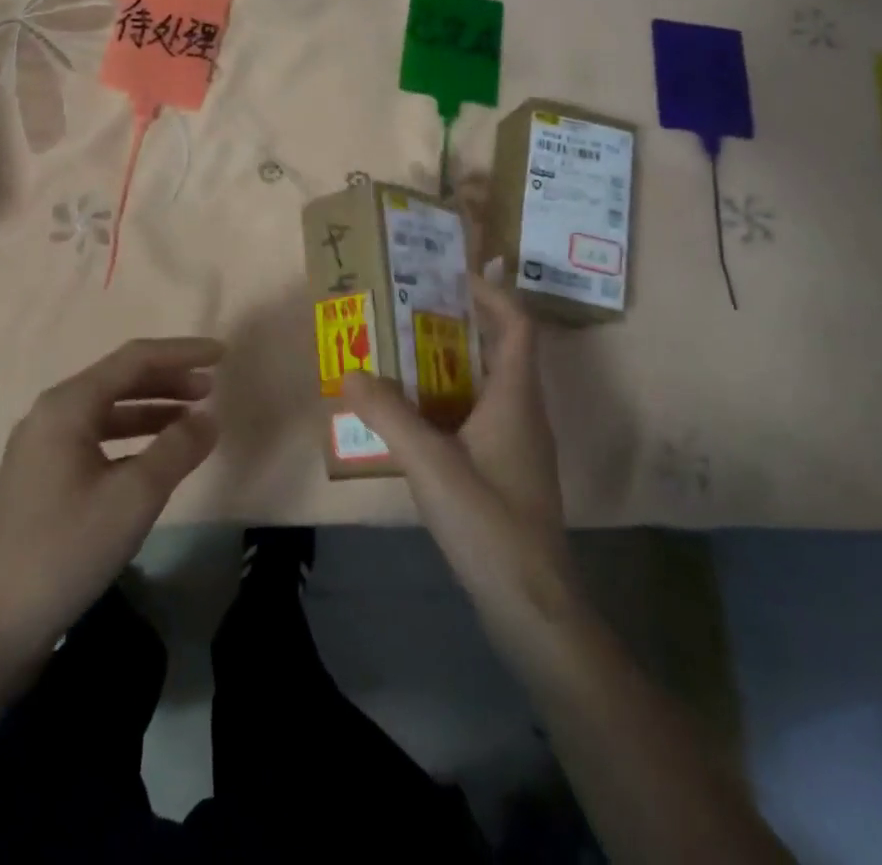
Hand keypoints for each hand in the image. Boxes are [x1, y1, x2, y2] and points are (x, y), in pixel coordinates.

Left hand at [0, 338, 222, 664]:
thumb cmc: (65, 550)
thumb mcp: (133, 498)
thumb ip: (177, 449)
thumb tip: (209, 417)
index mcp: (67, 405)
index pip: (134, 359)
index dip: (181, 353)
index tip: (221, 354)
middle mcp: (51, 413)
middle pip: (119, 379)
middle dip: (168, 379)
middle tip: (211, 388)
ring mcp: (42, 444)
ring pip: (107, 409)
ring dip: (152, 408)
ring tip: (193, 417)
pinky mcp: (41, 474)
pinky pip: (95, 436)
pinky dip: (131, 436)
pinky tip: (154, 455)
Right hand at [343, 275, 584, 671]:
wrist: (532, 607)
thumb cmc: (490, 522)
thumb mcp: (430, 464)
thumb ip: (388, 415)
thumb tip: (349, 371)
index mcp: (516, 397)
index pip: (517, 325)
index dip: (491, 293)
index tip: (450, 275)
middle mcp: (523, 412)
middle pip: (499, 349)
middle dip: (458, 323)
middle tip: (409, 308)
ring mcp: (518, 444)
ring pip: (487, 384)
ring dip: (450, 362)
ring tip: (401, 351)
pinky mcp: (507, 470)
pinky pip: (478, 415)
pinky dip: (448, 401)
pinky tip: (412, 415)